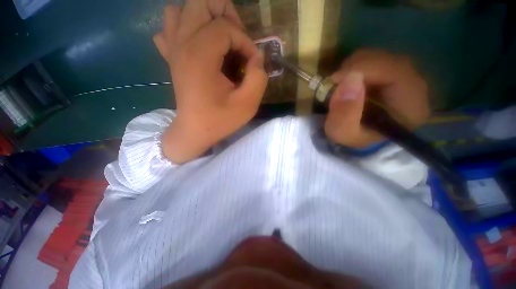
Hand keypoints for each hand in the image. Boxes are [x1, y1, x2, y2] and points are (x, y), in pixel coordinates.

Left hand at [153, 0, 267, 163]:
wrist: (195, 131)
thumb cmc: (220, 120)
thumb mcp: (247, 104)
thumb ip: (259, 77)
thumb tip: (258, 57)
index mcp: (200, 56)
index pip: (226, 27)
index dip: (246, 42)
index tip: (253, 63)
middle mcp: (182, 45)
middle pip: (200, 3)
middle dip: (226, 15)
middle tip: (238, 40)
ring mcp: (173, 50)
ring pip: (181, 10)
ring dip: (205, 17)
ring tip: (220, 38)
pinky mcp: (171, 58)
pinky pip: (170, 29)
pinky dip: (185, 28)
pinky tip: (198, 45)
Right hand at [324, 49, 429, 148]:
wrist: (362, 136)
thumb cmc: (355, 137)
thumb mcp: (343, 133)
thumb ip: (344, 114)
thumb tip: (349, 79)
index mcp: (412, 105)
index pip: (396, 71)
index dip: (364, 69)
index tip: (335, 79)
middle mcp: (416, 86)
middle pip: (388, 60)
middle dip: (356, 67)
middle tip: (335, 82)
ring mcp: (406, 77)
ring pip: (380, 56)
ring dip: (354, 67)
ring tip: (341, 85)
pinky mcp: (394, 73)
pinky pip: (376, 59)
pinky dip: (357, 67)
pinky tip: (349, 82)